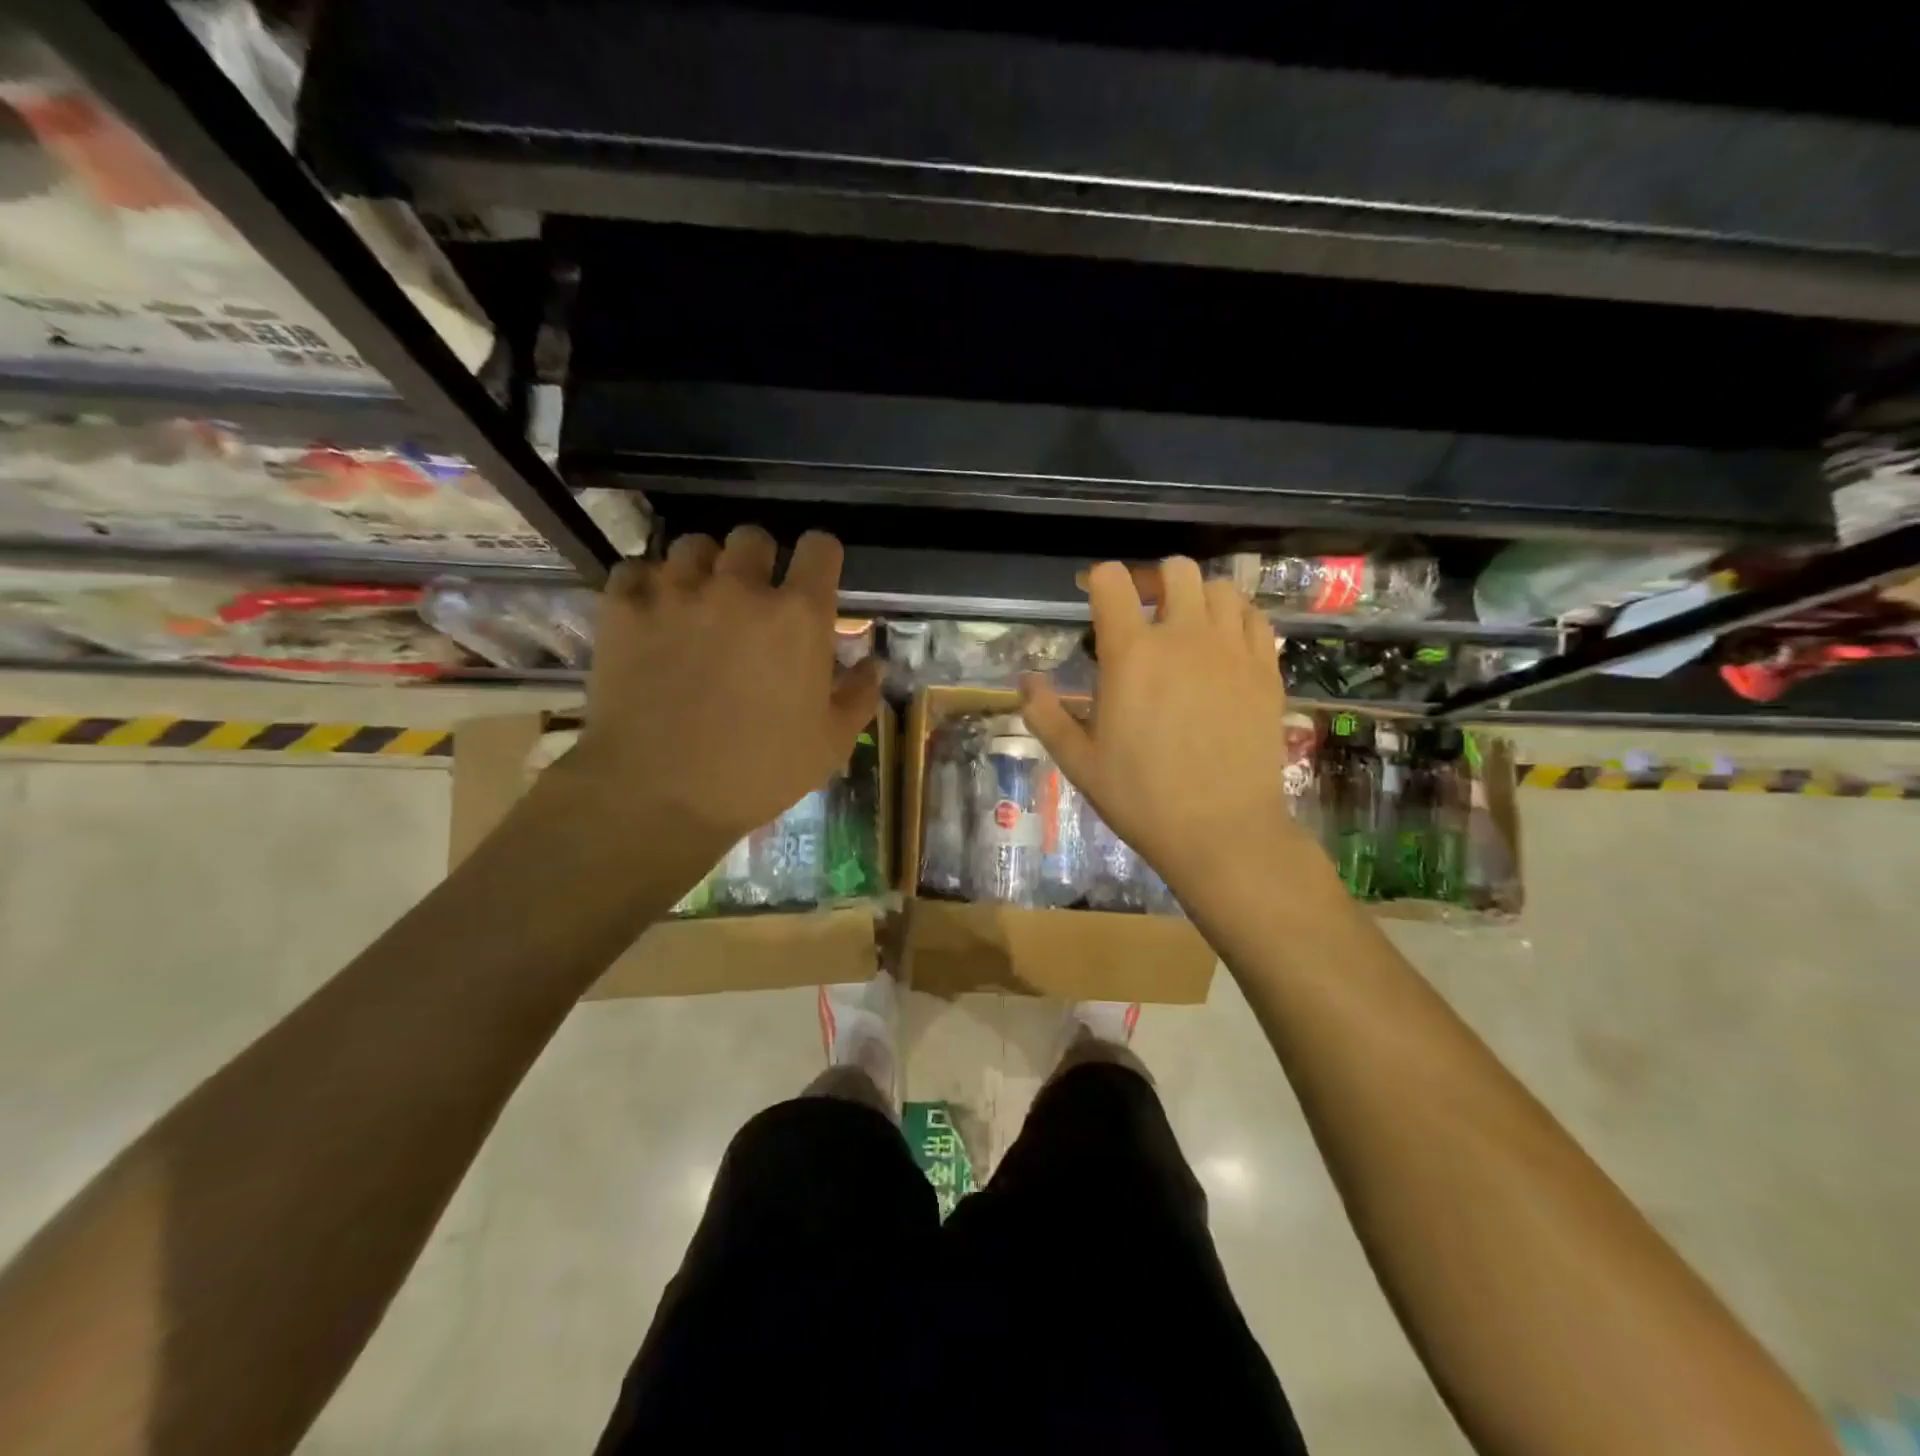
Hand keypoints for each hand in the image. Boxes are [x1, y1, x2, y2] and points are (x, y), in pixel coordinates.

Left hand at [554, 526, 880, 865]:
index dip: (821, 558)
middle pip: (753, 538)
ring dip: (705, 568)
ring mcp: (676, 593)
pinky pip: (636, 570)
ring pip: (694, 546)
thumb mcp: (830, 743)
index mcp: (798, 616)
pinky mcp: (624, 609)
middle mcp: (739, 588)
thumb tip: (875, 664)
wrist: (658, 794)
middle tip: (754, 599)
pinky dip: (647, 585)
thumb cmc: (759, 772)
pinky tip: (653, 614)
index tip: (815, 579)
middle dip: (760, 561)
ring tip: (700, 602)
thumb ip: (859, 695)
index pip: (820, 547)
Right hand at [1020, 557, 1298, 903]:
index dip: (1098, 580)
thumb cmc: (1141, 798)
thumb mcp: (1079, 762)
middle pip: (1175, 570)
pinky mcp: (1265, 670)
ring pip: (1220, 588)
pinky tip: (1224, 644)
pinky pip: (1255, 619)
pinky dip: (1236, 618)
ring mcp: (1231, 650)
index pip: (1112, 581)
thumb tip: (1026, 681)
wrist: (1222, 831)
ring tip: (1186, 625)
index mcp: (1131, 654)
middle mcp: (1184, 636)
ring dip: (1197, 596)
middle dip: (1153, 580)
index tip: (1094, 597)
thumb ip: (1046, 715)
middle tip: (1142, 609)